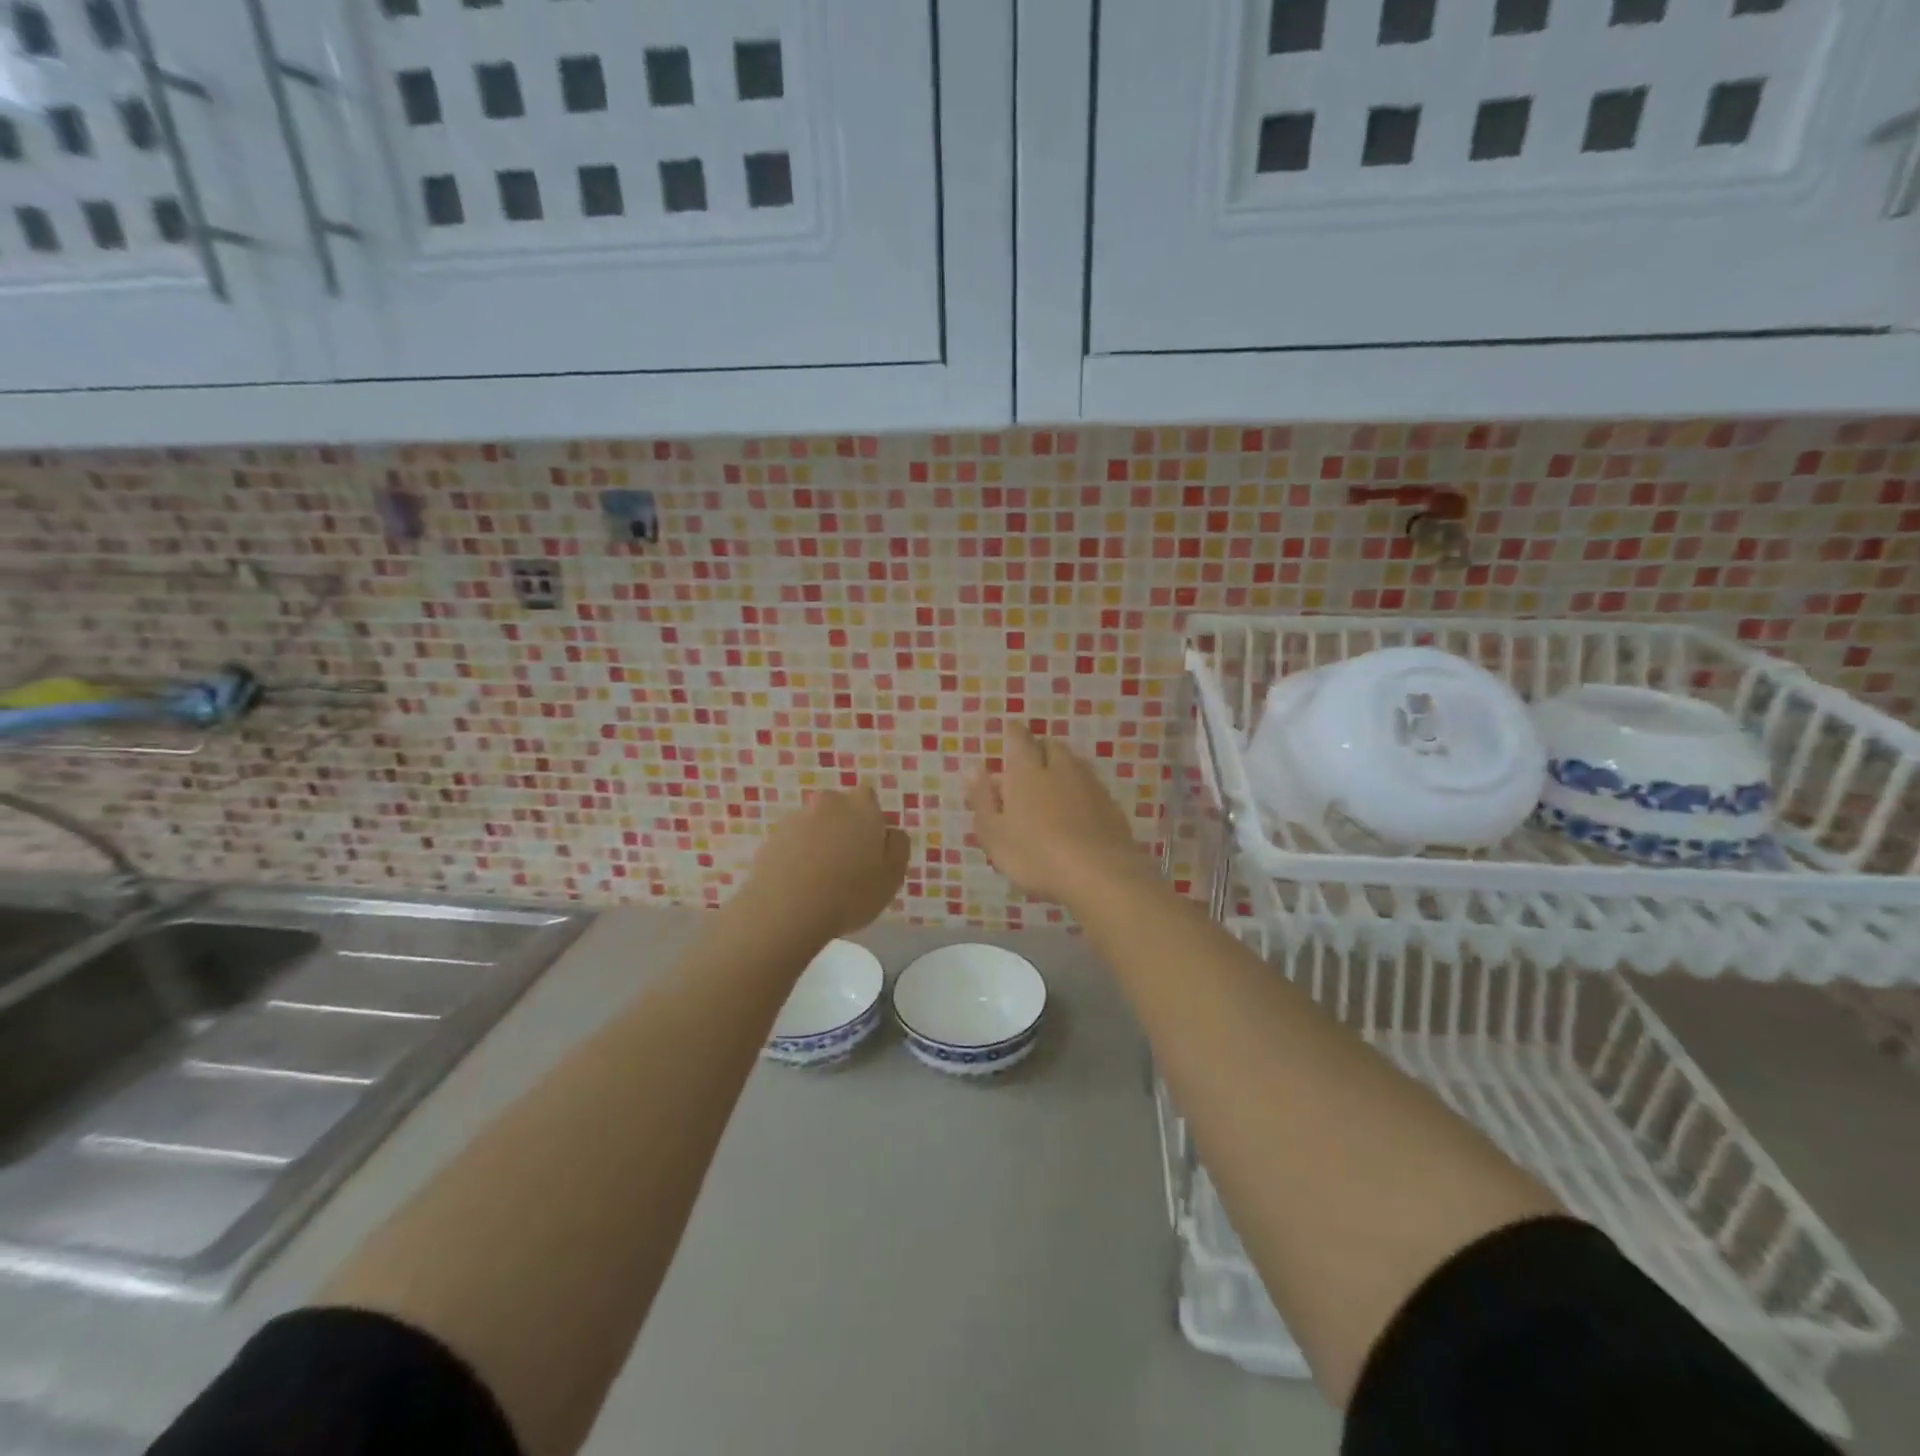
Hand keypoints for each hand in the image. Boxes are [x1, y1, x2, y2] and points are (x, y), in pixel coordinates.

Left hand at [742, 786, 910, 938]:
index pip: (868, 799)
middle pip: (839, 811)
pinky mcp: (771, 839)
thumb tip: (890, 832)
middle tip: (847, 865)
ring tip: (819, 882)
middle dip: (843, 829)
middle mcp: (827, 804)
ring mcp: (795, 819)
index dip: (871, 822)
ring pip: (814, 827)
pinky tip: (799, 886)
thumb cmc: (850, 893)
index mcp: (861, 806)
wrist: (785, 910)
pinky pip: (791, 845)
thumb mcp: (893, 876)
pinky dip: (796, 858)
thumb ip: (898, 847)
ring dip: (818, 844)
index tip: (871, 850)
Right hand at [968, 727, 1146, 905]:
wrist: (1098, 874)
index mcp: (1027, 771)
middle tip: (1028, 766)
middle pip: (1051, 747)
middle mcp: (1061, 769)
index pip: (1020, 738)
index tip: (1009, 733)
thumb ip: (982, 798)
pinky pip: (1092, 789)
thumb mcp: (994, 832)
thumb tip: (972, 767)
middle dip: (1039, 750)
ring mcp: (1090, 786)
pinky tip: (1077, 813)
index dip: (1013, 734)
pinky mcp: (1112, 807)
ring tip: (1052, 788)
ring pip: (1075, 765)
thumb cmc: (1034, 854)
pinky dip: (1081, 793)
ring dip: (1062, 769)